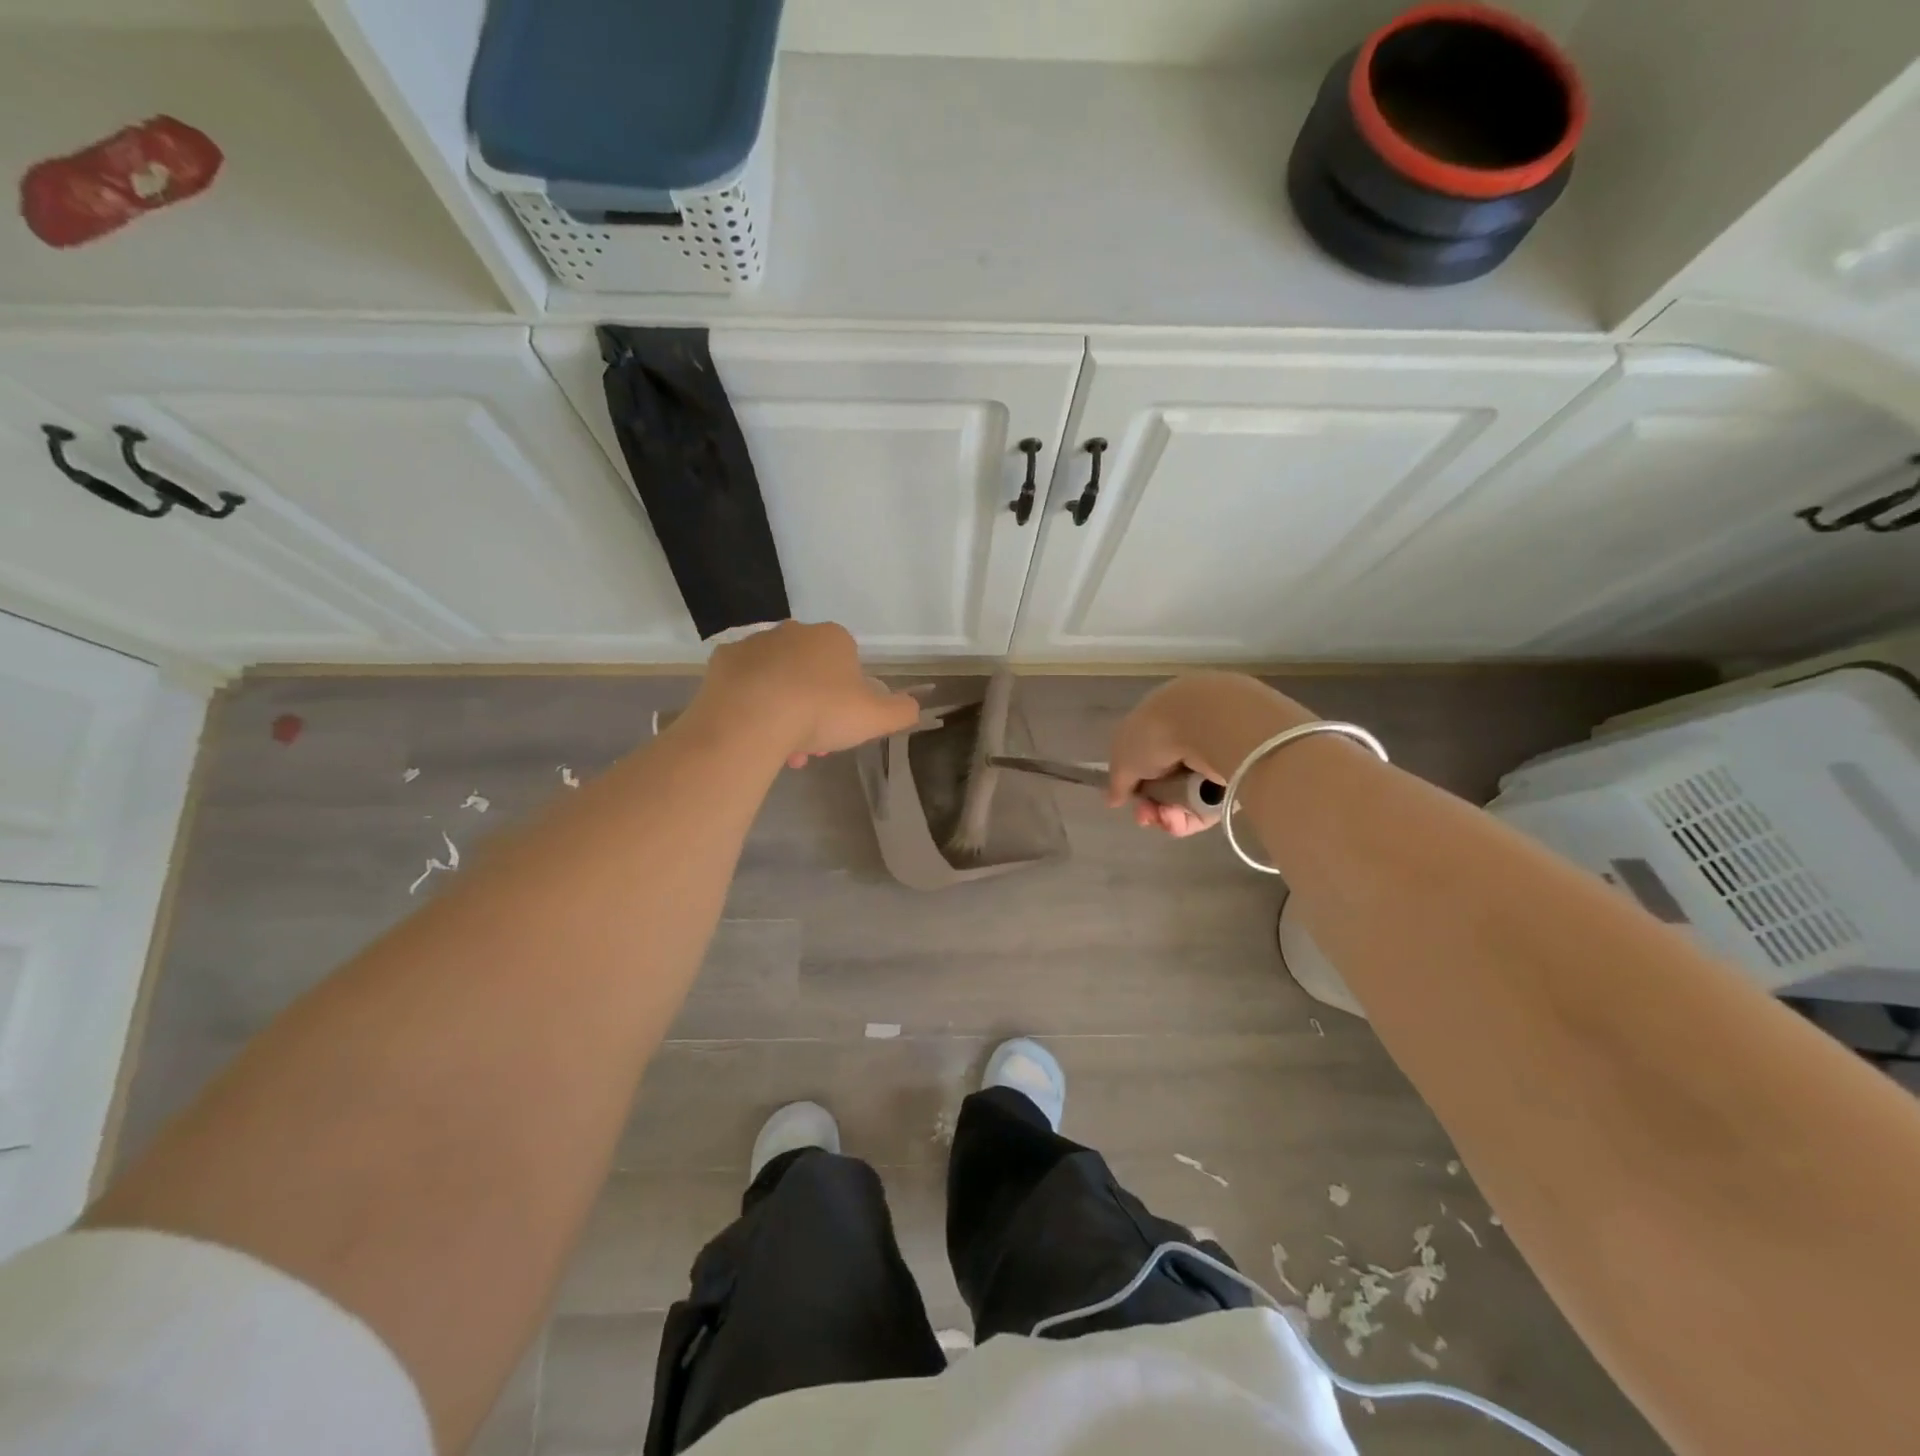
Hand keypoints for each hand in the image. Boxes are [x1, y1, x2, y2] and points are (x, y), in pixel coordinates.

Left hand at [694, 621, 919, 766]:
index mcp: (833, 638)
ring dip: (784, 710)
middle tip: (812, 744)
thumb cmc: (820, 712)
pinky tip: (753, 732)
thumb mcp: (877, 717)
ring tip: (782, 749)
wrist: (752, 719)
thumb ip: (902, 710)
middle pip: (811, 672)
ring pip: (778, 680)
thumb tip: (913, 706)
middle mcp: (794, 631)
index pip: (848, 664)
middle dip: (814, 707)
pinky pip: (744, 685)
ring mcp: (755, 643)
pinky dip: (751, 705)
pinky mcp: (723, 661)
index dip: (848, 698)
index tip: (842, 727)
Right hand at [1107, 672, 1316, 836]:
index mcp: (1161, 719)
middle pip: (1166, 782)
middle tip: (1147, 816)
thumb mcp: (1124, 757)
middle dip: (1152, 804)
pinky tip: (1179, 820)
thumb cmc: (1157, 733)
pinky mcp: (1238, 777)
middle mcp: (1189, 735)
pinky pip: (1210, 805)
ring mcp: (1216, 756)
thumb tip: (1113, 799)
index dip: (1133, 783)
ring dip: (1170, 814)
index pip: (1145, 757)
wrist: (1212, 725)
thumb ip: (1118, 781)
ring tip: (1166, 818)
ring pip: (1188, 797)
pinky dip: (1193, 816)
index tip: (1127, 799)